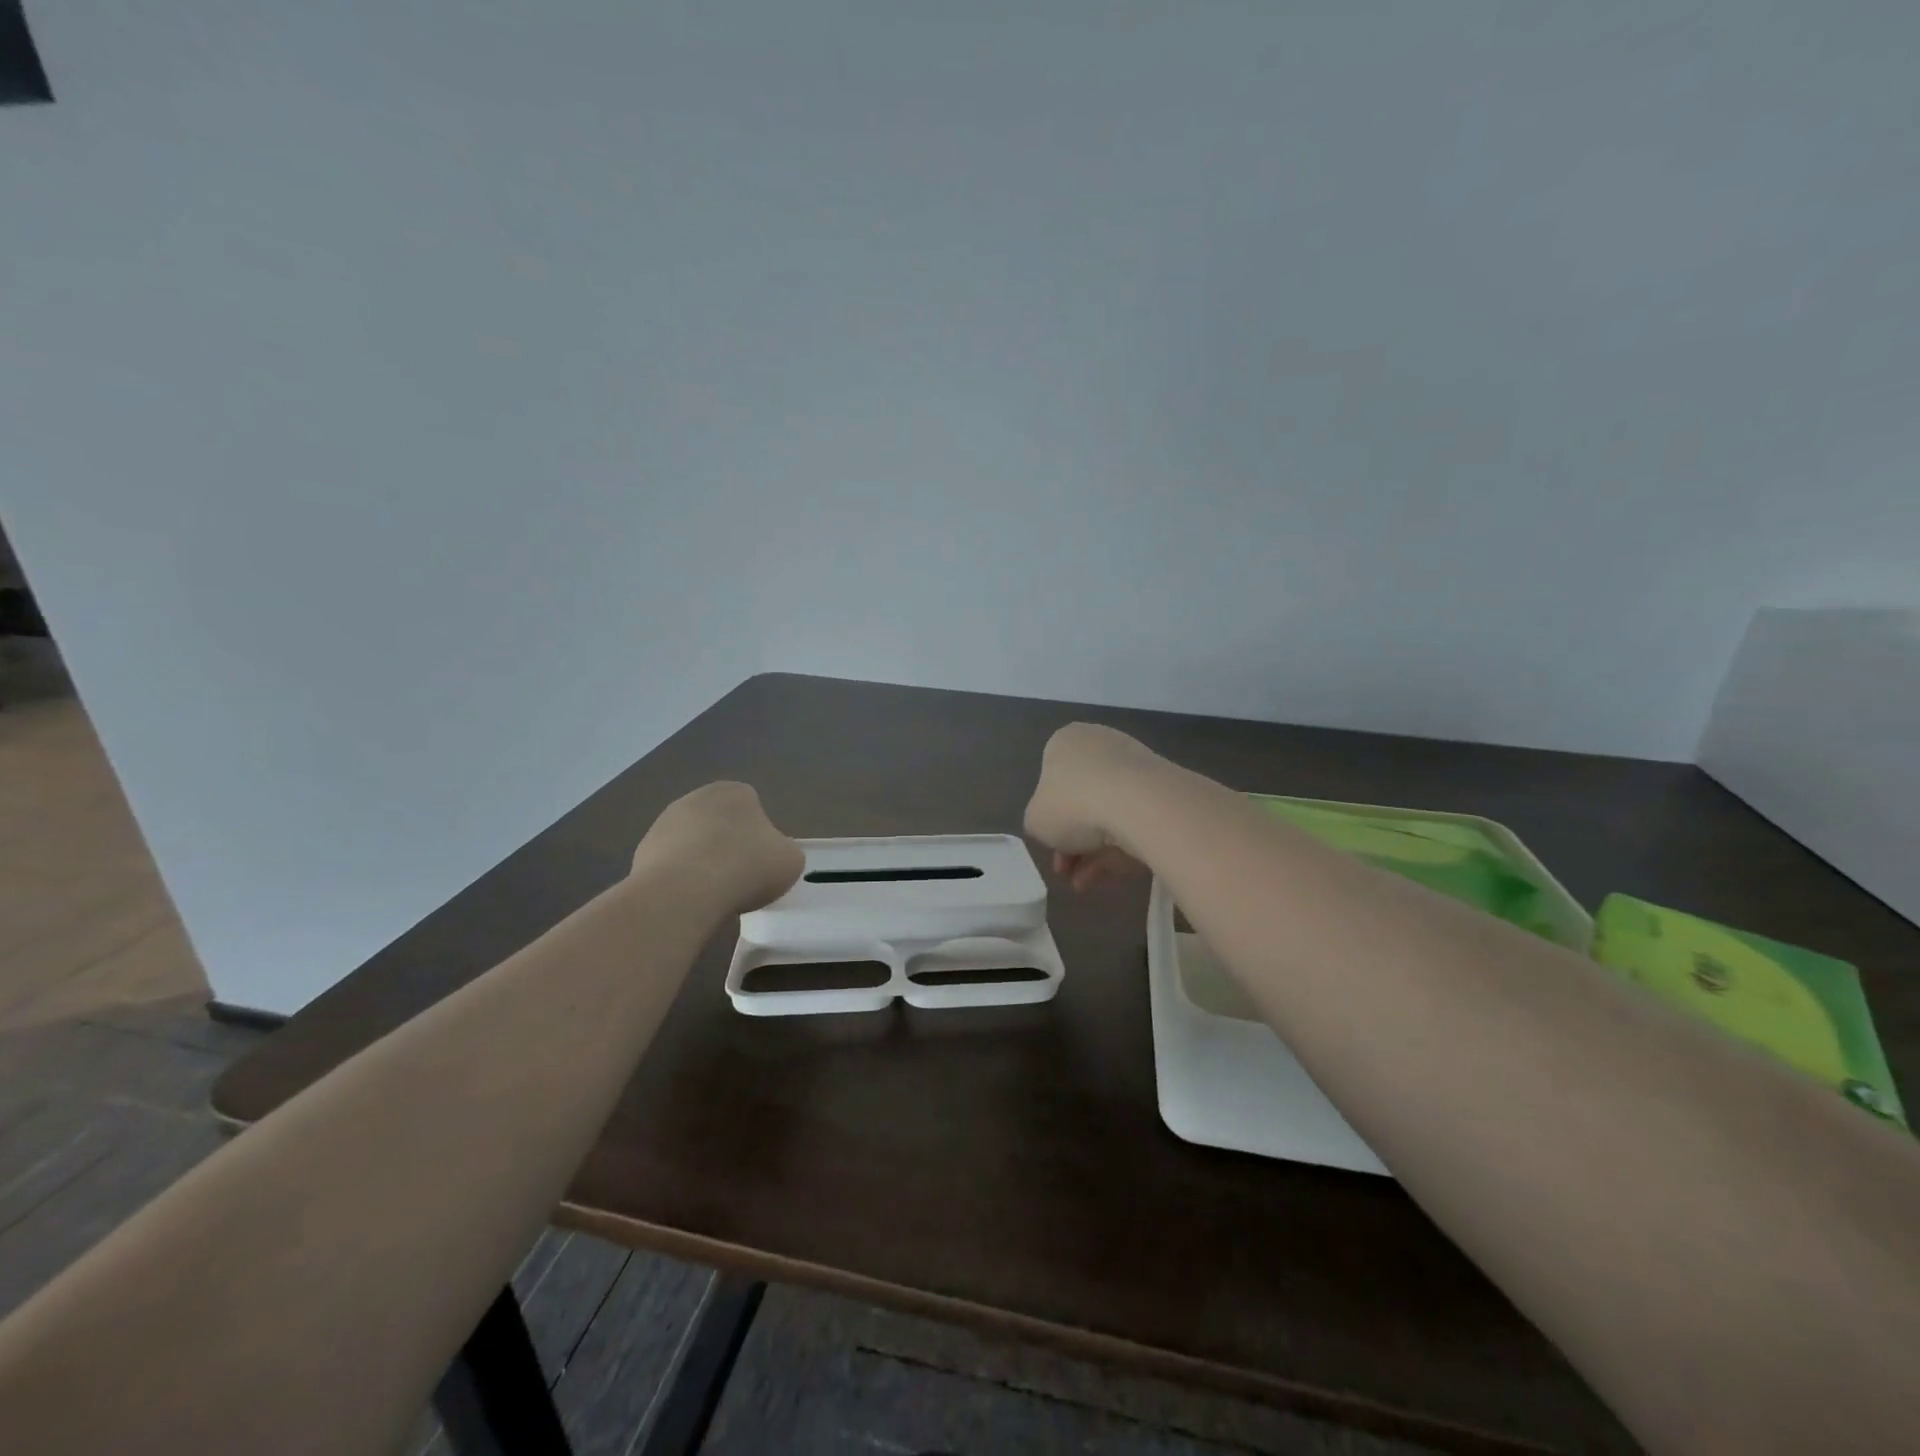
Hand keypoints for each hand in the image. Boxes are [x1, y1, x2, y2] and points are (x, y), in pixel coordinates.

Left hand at [631, 782, 804, 914]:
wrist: (685, 892)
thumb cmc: (747, 867)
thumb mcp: (790, 860)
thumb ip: (783, 852)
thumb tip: (770, 857)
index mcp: (735, 791)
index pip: (753, 809)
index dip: (760, 838)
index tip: (761, 864)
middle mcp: (697, 798)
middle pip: (720, 824)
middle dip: (727, 846)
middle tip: (739, 879)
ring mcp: (664, 823)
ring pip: (693, 844)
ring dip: (701, 863)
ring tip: (713, 896)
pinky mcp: (642, 851)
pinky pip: (670, 866)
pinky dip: (679, 881)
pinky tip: (689, 900)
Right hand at [1024, 723, 1155, 890]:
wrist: (1140, 805)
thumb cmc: (1073, 804)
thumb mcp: (1035, 821)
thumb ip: (1039, 823)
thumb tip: (1055, 827)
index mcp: (1065, 742)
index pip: (1051, 780)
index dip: (1048, 819)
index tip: (1050, 848)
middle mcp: (1101, 745)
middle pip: (1081, 800)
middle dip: (1072, 842)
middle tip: (1066, 871)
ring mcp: (1135, 766)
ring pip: (1108, 815)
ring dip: (1093, 854)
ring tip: (1084, 885)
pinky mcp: (1163, 791)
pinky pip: (1134, 822)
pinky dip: (1120, 850)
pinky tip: (1107, 878)